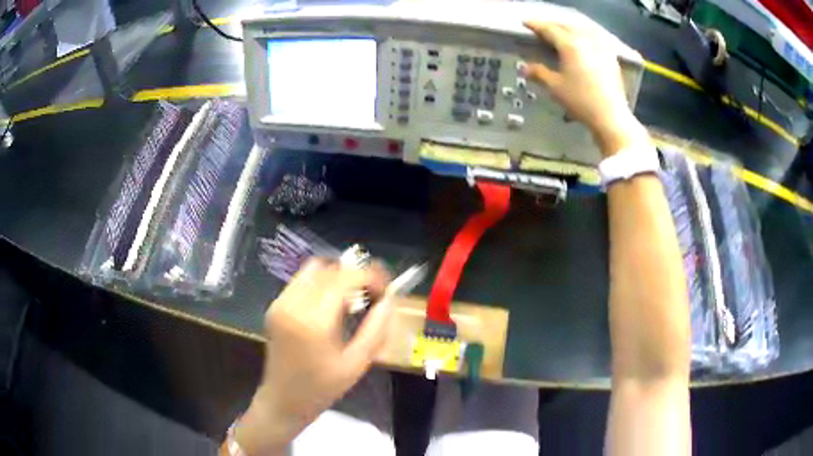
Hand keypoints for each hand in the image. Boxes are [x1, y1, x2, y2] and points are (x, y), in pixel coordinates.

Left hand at [235, 259, 391, 454]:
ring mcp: (280, 303)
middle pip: (329, 270)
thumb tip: (389, 300)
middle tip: (374, 293)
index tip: (386, 287)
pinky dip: (321, 282)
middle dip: (356, 274)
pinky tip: (331, 303)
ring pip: (314, 269)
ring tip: (353, 296)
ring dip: (337, 276)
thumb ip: (376, 329)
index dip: (369, 276)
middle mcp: (293, 305)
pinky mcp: (275, 306)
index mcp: (313, 322)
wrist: (283, 400)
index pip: (344, 279)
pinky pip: (301, 280)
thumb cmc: (322, 388)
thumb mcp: (357, 364)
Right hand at [522, 21, 648, 155]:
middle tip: (542, 28)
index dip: (536, 25)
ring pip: (582, 29)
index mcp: (570, 45)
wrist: (611, 116)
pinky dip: (585, 36)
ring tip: (562, 33)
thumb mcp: (555, 87)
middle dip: (553, 25)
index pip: (549, 29)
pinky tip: (584, 41)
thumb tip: (525, 67)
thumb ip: (539, 73)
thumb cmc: (580, 101)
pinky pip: (596, 38)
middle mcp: (586, 40)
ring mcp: (601, 47)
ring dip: (569, 28)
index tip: (525, 23)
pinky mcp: (611, 57)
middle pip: (566, 26)